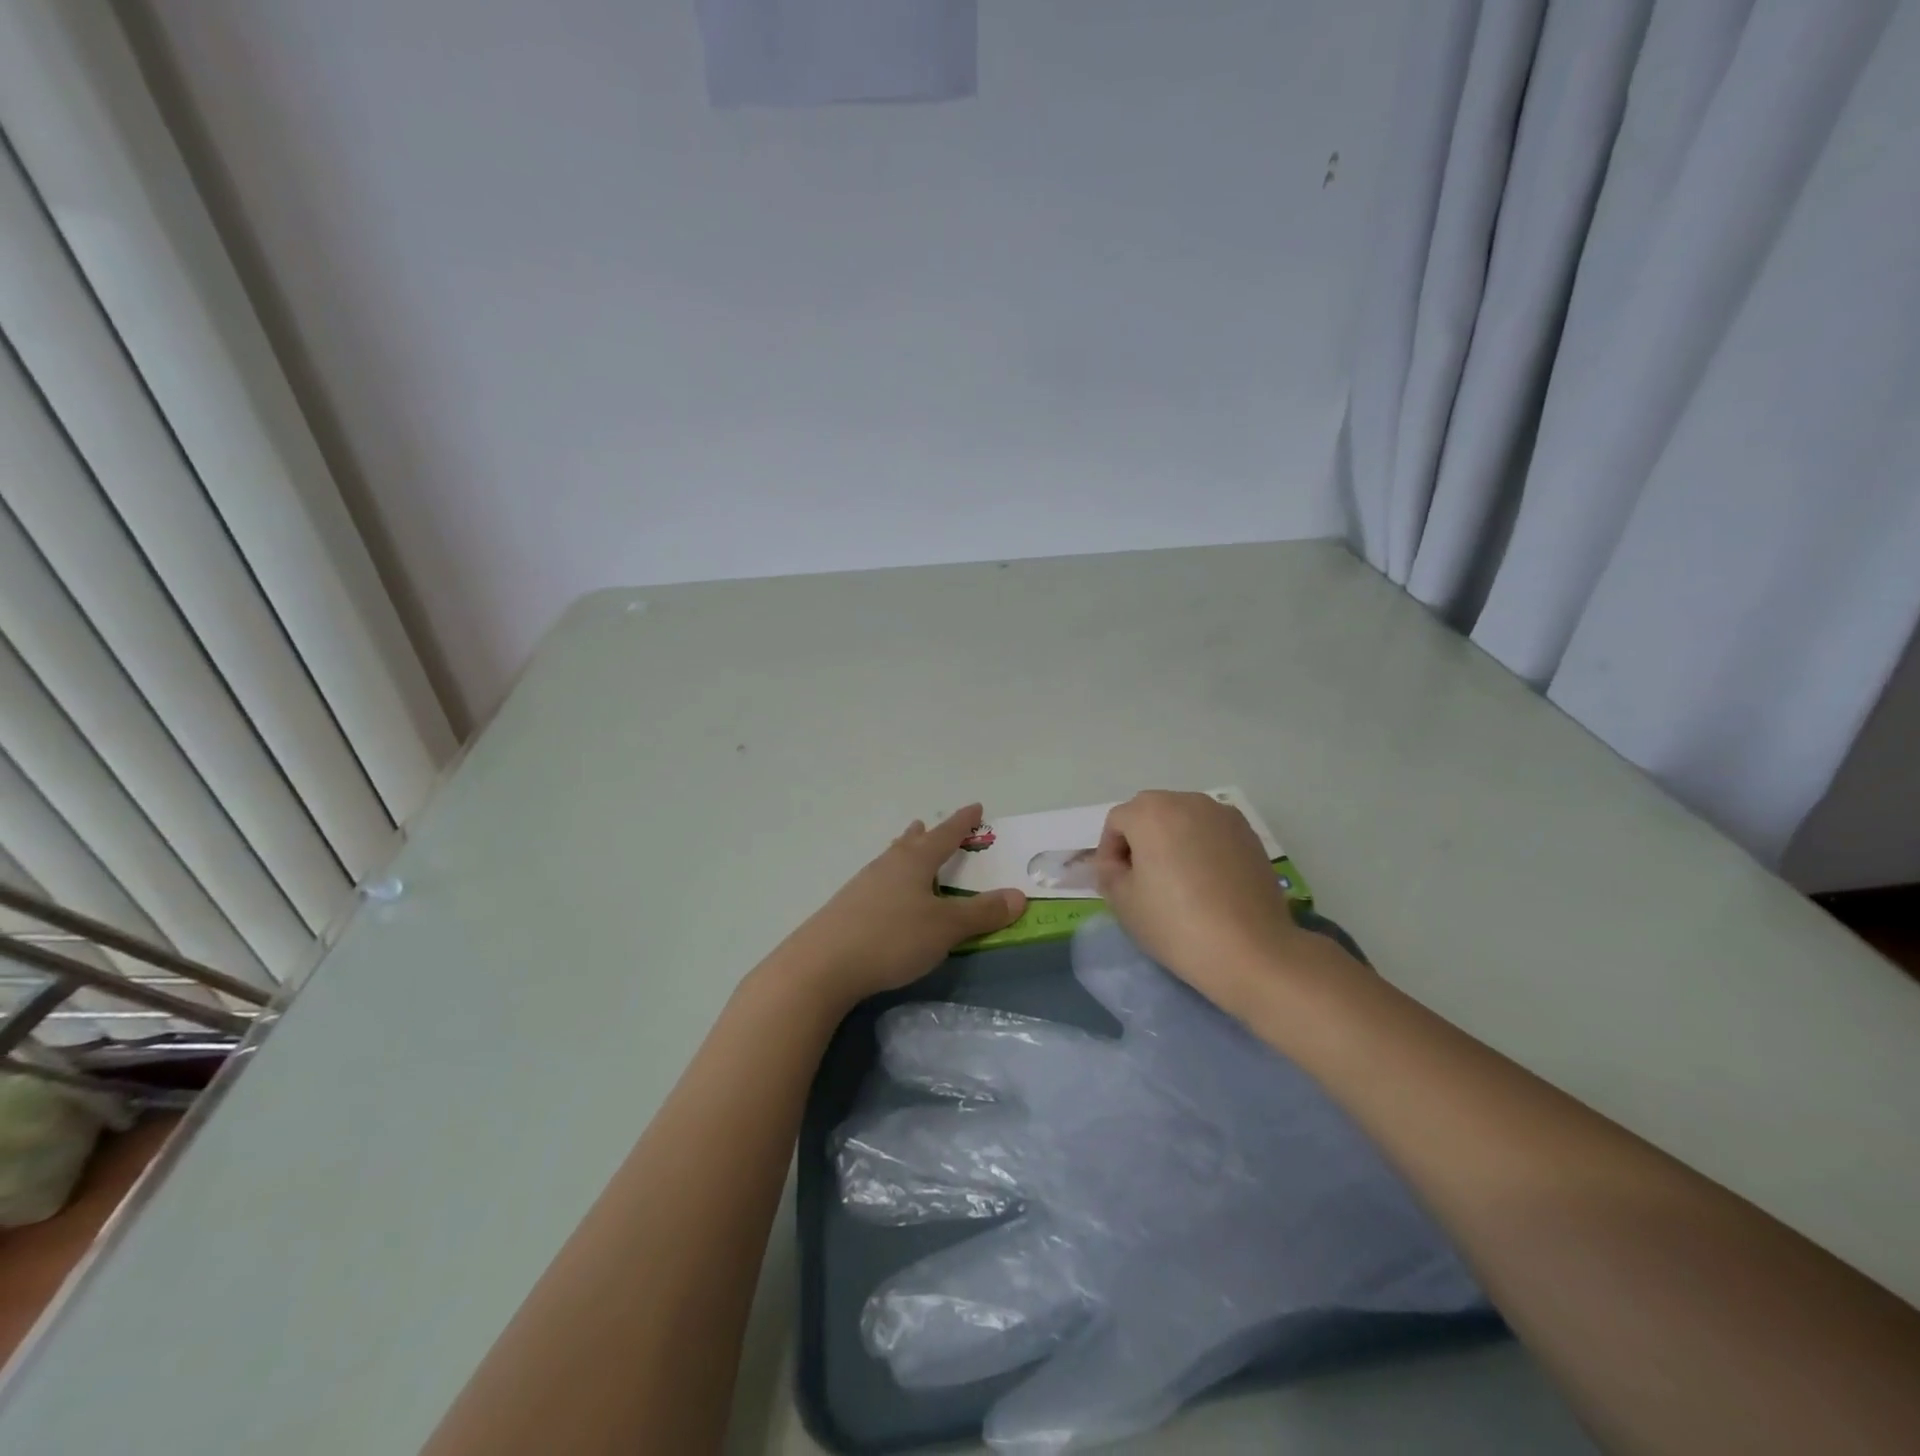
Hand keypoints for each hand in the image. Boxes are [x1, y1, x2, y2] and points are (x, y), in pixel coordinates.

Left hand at [778, 805, 1026, 1009]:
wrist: (822, 966)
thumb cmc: (892, 938)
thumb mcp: (945, 928)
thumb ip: (982, 913)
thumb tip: (1019, 895)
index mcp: (914, 862)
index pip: (945, 835)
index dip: (962, 822)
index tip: (975, 807)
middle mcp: (887, 865)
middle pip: (910, 843)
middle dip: (925, 835)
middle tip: (929, 825)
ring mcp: (862, 886)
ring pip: (890, 861)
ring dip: (903, 853)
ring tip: (906, 849)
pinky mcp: (846, 909)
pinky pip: (877, 883)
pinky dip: (889, 880)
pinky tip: (885, 896)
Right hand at [1095, 791, 1353, 1018]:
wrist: (1251, 950)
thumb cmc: (1176, 924)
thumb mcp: (1123, 902)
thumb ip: (1109, 873)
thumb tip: (1117, 864)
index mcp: (1151, 812)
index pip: (1116, 822)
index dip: (1109, 852)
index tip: (1115, 884)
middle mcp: (1187, 801)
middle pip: (1150, 813)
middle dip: (1140, 841)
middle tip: (1141, 881)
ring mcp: (1223, 816)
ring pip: (1183, 819)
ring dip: (1172, 841)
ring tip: (1176, 881)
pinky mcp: (1250, 835)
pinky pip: (1211, 832)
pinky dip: (1201, 848)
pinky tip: (1206, 884)